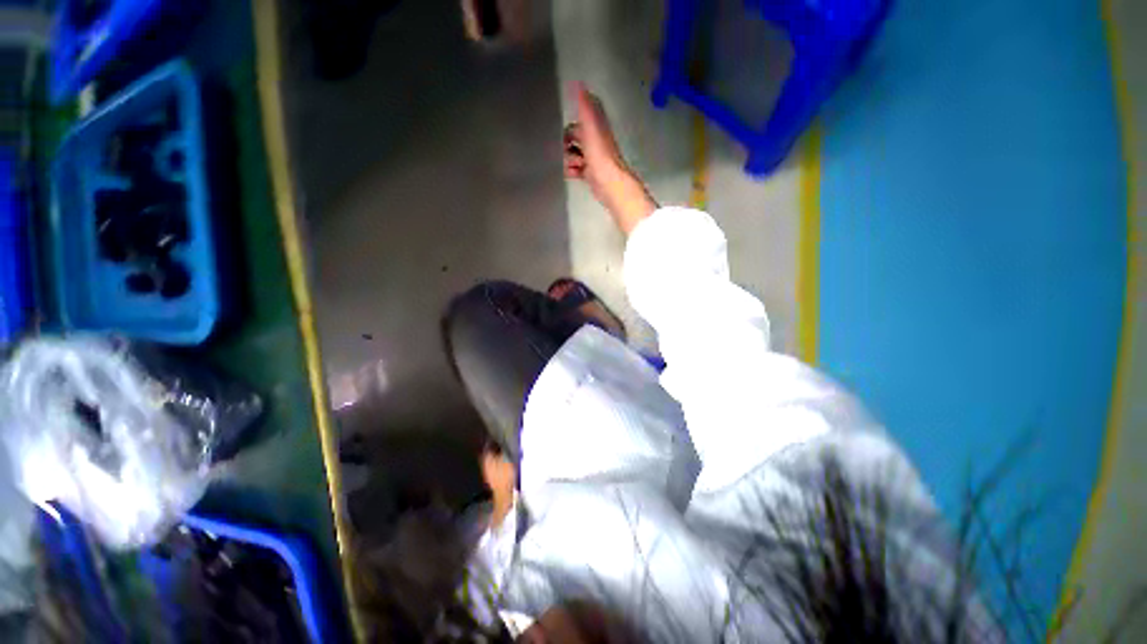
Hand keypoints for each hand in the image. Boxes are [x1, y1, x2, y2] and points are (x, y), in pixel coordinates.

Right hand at [564, 83, 657, 233]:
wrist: (609, 184)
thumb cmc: (600, 155)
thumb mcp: (590, 127)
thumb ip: (584, 107)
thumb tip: (578, 82)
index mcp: (597, 127)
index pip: (584, 114)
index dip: (575, 115)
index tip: (563, 119)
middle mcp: (596, 141)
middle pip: (576, 136)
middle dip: (566, 141)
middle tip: (562, 147)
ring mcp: (593, 158)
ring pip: (574, 153)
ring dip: (567, 157)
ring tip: (568, 163)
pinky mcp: (590, 174)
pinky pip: (576, 168)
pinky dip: (571, 170)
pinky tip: (569, 172)